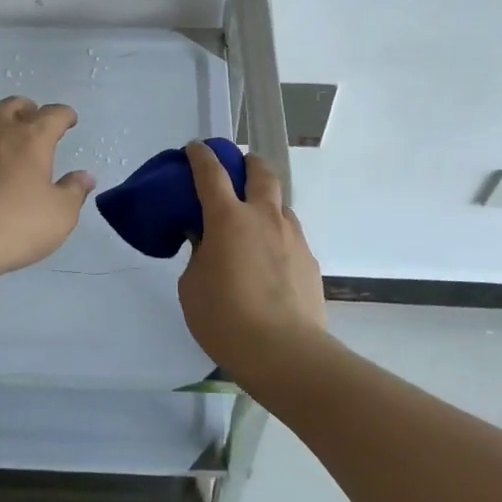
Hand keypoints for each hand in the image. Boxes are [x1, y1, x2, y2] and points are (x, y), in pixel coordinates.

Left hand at [0, 97, 95, 294]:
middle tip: (34, 124)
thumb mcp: (59, 216)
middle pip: (14, 105)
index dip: (65, 115)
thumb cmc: (12, 226)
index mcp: (30, 138)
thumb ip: (74, 191)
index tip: (69, 120)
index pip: (53, 114)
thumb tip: (85, 176)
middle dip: (28, 111)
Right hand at [178, 141, 327, 384]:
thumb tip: (206, 243)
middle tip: (238, 168)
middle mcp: (263, 217)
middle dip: (248, 162)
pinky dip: (277, 237)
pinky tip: (270, 263)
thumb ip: (198, 255)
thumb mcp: (192, 286)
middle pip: (261, 172)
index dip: (201, 156)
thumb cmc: (226, 318)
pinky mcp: (309, 261)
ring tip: (254, 226)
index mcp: (228, 218)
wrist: (285, 353)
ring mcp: (292, 237)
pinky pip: (290, 236)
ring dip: (266, 203)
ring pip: (281, 204)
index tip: (195, 148)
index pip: (211, 172)